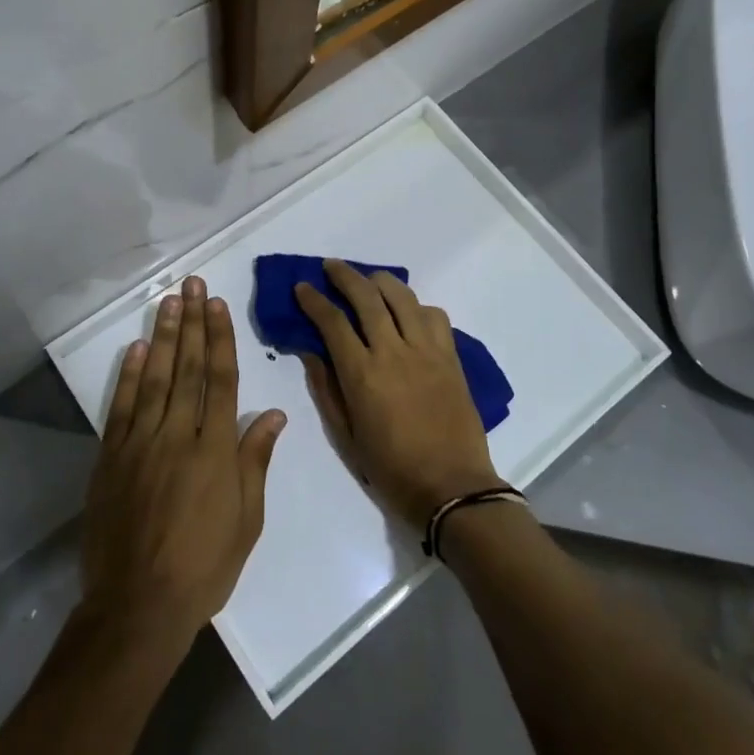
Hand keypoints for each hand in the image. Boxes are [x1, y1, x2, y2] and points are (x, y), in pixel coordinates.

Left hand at [80, 276, 287, 654]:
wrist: (137, 606)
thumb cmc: (204, 566)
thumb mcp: (246, 520)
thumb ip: (255, 460)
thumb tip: (272, 413)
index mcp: (215, 450)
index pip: (220, 379)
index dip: (219, 338)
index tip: (217, 305)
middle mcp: (178, 435)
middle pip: (187, 368)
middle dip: (192, 323)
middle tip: (193, 284)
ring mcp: (140, 444)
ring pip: (154, 378)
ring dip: (163, 337)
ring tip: (169, 302)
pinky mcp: (111, 458)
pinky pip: (121, 407)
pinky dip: (128, 376)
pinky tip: (136, 349)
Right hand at [295, 261, 504, 528]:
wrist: (452, 487)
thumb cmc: (391, 468)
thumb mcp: (346, 435)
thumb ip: (326, 389)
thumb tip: (310, 352)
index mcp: (362, 374)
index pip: (332, 322)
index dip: (313, 300)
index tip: (302, 287)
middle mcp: (393, 352)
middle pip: (367, 297)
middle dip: (344, 276)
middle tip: (331, 267)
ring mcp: (426, 350)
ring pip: (402, 297)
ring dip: (381, 281)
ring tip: (369, 280)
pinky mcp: (451, 356)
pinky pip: (434, 315)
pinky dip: (416, 306)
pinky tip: (408, 313)